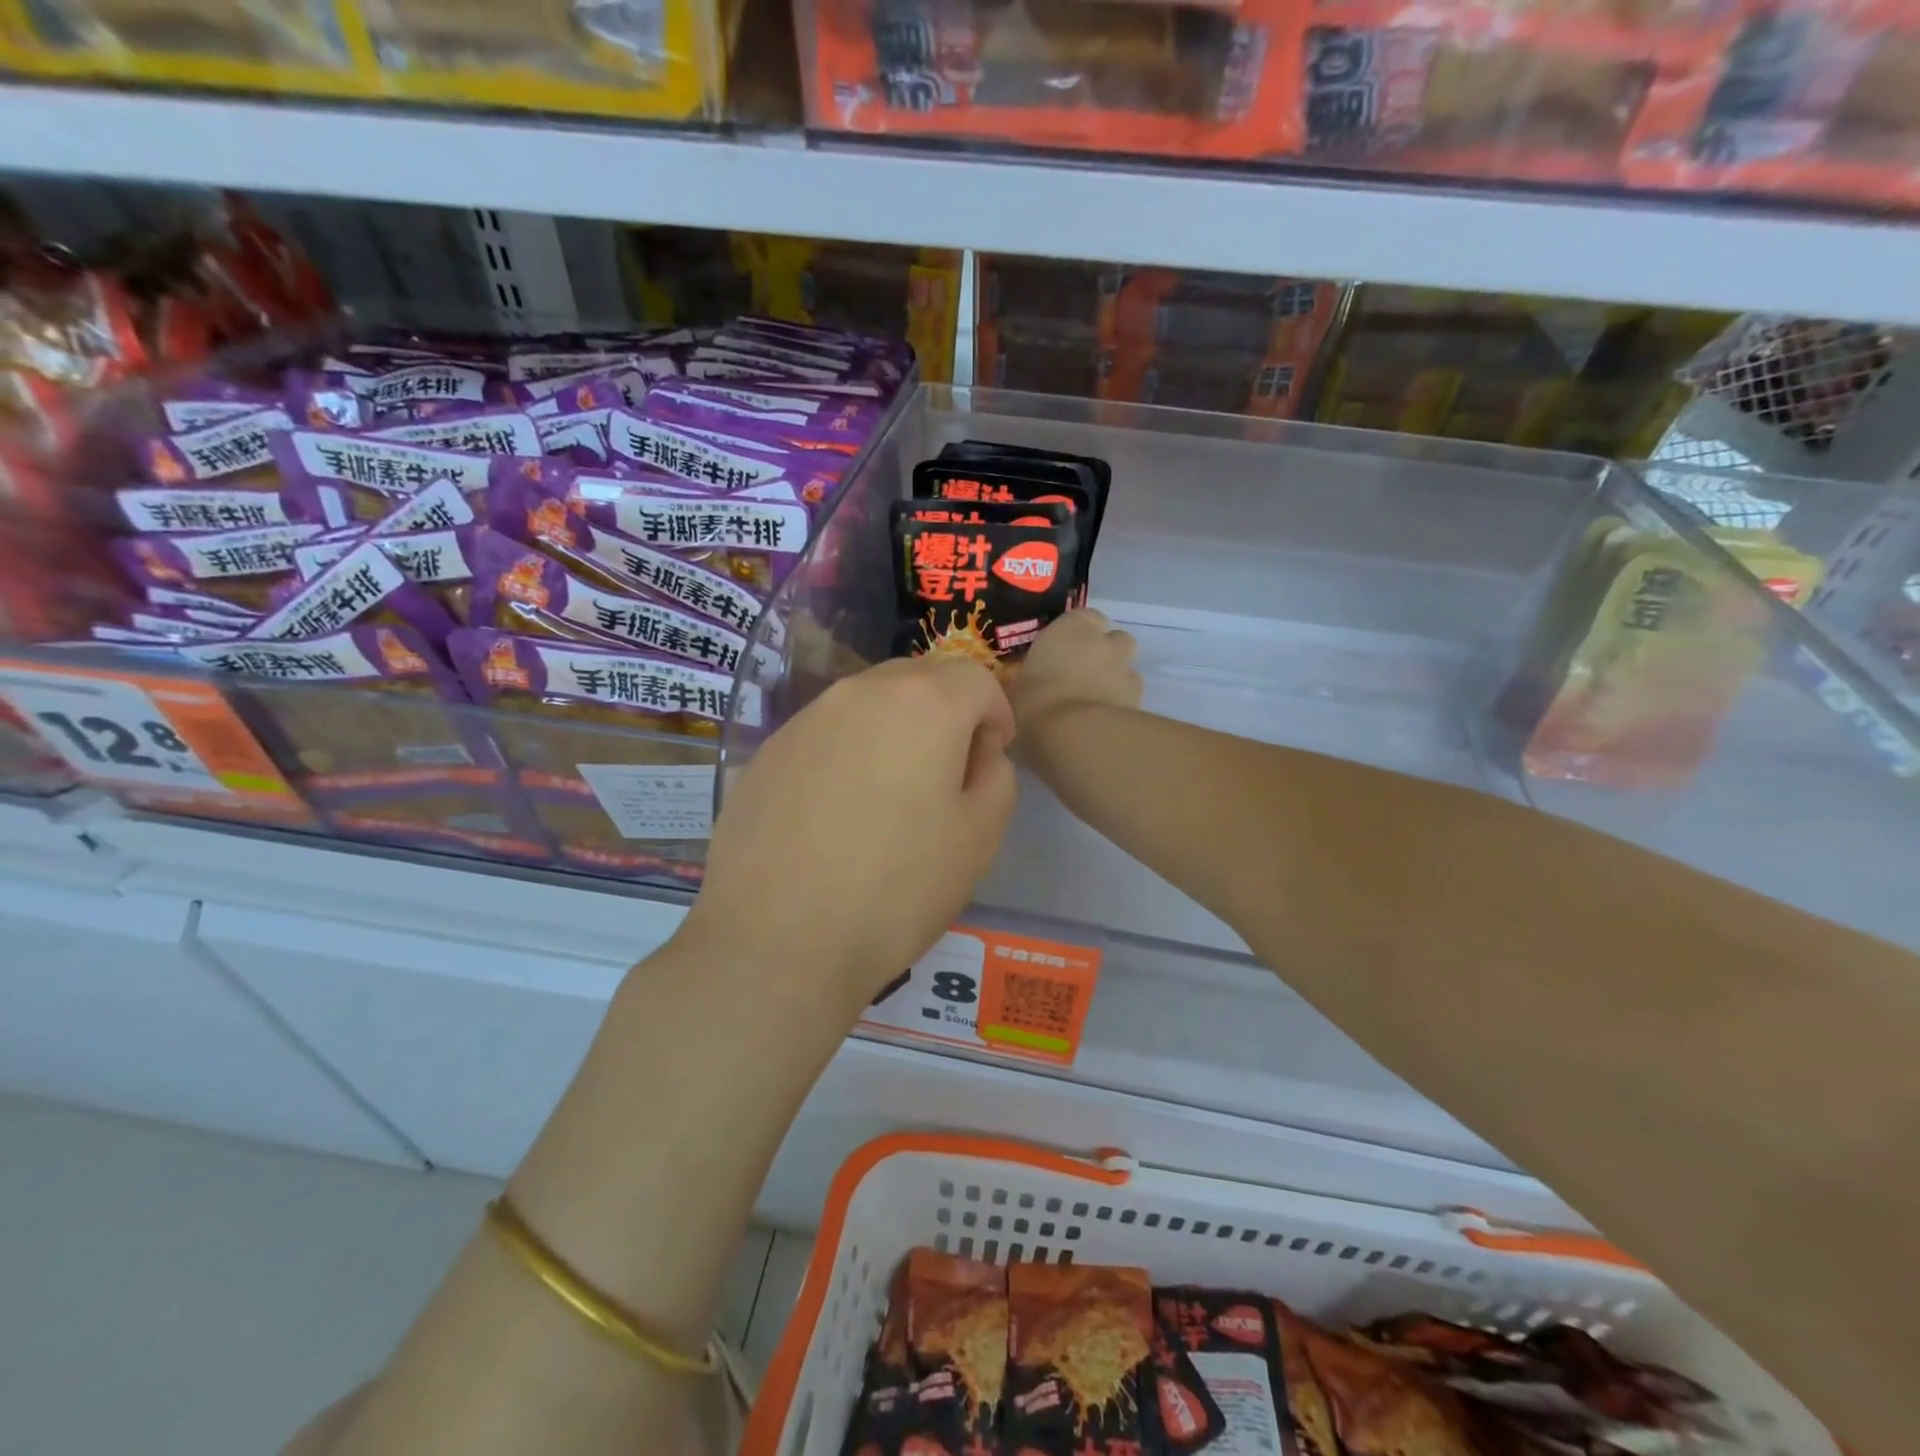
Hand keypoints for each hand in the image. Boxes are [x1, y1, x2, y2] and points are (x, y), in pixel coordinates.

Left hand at [680, 656, 1016, 1006]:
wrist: (775, 942)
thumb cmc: (896, 889)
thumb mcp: (980, 837)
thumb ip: (996, 775)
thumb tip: (977, 752)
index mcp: (922, 703)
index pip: (976, 677)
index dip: (996, 714)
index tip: (991, 758)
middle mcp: (859, 692)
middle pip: (919, 679)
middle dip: (945, 712)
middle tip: (947, 773)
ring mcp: (805, 719)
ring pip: (868, 703)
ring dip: (895, 730)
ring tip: (891, 796)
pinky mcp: (767, 752)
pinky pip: (826, 734)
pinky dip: (847, 753)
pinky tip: (838, 814)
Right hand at [1009, 609, 1141, 752]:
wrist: (1075, 739)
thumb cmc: (1033, 705)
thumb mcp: (1010, 693)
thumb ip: (1019, 684)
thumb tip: (1015, 688)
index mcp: (1071, 629)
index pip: (1085, 617)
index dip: (1077, 634)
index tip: (1062, 652)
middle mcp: (1104, 643)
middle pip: (1114, 640)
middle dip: (1103, 654)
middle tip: (1080, 677)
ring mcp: (1127, 671)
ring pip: (1127, 668)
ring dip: (1115, 679)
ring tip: (1094, 704)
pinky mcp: (1140, 702)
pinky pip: (1131, 699)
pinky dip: (1121, 706)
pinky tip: (1103, 725)